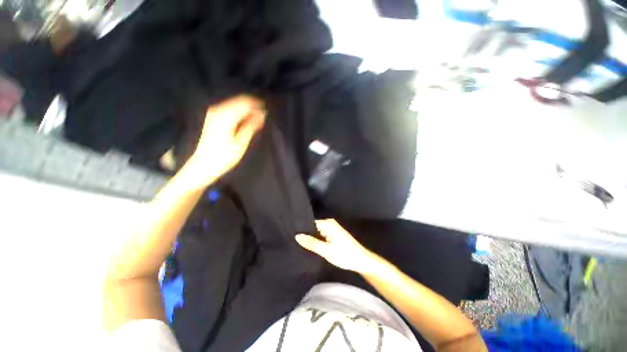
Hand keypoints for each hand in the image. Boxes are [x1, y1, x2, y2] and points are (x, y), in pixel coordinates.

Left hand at [185, 95, 265, 187]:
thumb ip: (251, 126)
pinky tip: (245, 122)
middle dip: (253, 108)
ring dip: (247, 111)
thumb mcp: (241, 143)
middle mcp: (218, 110)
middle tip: (262, 119)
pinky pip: (230, 108)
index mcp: (225, 117)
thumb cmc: (224, 156)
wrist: (204, 164)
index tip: (266, 114)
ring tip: (255, 122)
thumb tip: (262, 115)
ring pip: (235, 104)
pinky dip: (240, 113)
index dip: (257, 107)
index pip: (245, 103)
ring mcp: (214, 112)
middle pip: (240, 101)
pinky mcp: (213, 116)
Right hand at [296, 219, 378, 273]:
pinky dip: (317, 241)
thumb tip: (297, 236)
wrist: (361, 261)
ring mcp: (332, 229)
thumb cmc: (345, 255)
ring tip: (300, 245)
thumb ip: (311, 243)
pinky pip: (321, 236)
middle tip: (295, 243)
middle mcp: (329, 224)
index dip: (301, 230)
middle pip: (313, 228)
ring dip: (311, 239)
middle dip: (306, 235)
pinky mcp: (333, 235)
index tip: (292, 236)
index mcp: (328, 223)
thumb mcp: (326, 250)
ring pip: (317, 233)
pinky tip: (311, 247)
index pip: (310, 223)